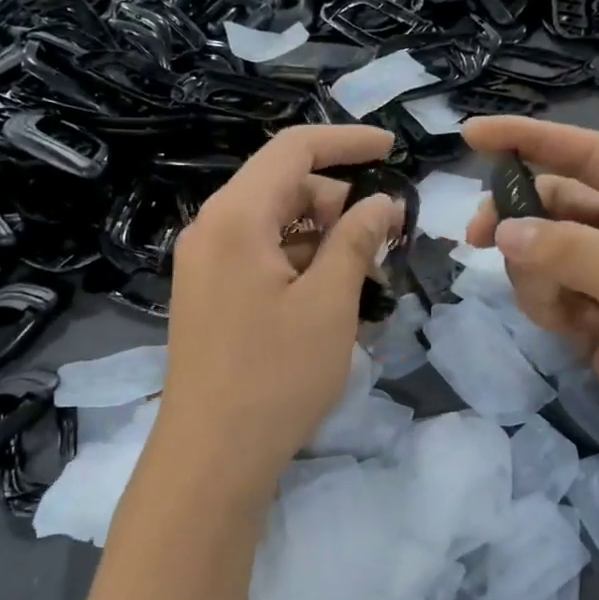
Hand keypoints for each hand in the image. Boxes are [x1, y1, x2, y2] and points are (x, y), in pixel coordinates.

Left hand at [161, 124, 403, 481]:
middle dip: (339, 203)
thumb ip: (356, 239)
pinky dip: (300, 263)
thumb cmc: (276, 376)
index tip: (393, 150)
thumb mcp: (330, 303)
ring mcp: (205, 264)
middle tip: (386, 240)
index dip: (347, 142)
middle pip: (284, 188)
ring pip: (275, 226)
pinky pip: (260, 257)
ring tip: (365, 279)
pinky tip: (331, 299)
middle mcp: (211, 229)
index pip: (294, 150)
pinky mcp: (208, 295)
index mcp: (235, 217)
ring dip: (323, 239)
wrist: (211, 457)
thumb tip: (382, 201)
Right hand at [462, 116, 598, 490]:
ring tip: (567, 311)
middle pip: (553, 205)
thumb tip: (504, 230)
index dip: (528, 139)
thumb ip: (574, 252)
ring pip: (542, 254)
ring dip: (536, 276)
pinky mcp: (594, 320)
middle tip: (478, 237)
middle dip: (518, 219)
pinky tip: (574, 331)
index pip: (586, 154)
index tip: (470, 133)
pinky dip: (546, 306)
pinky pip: (546, 295)